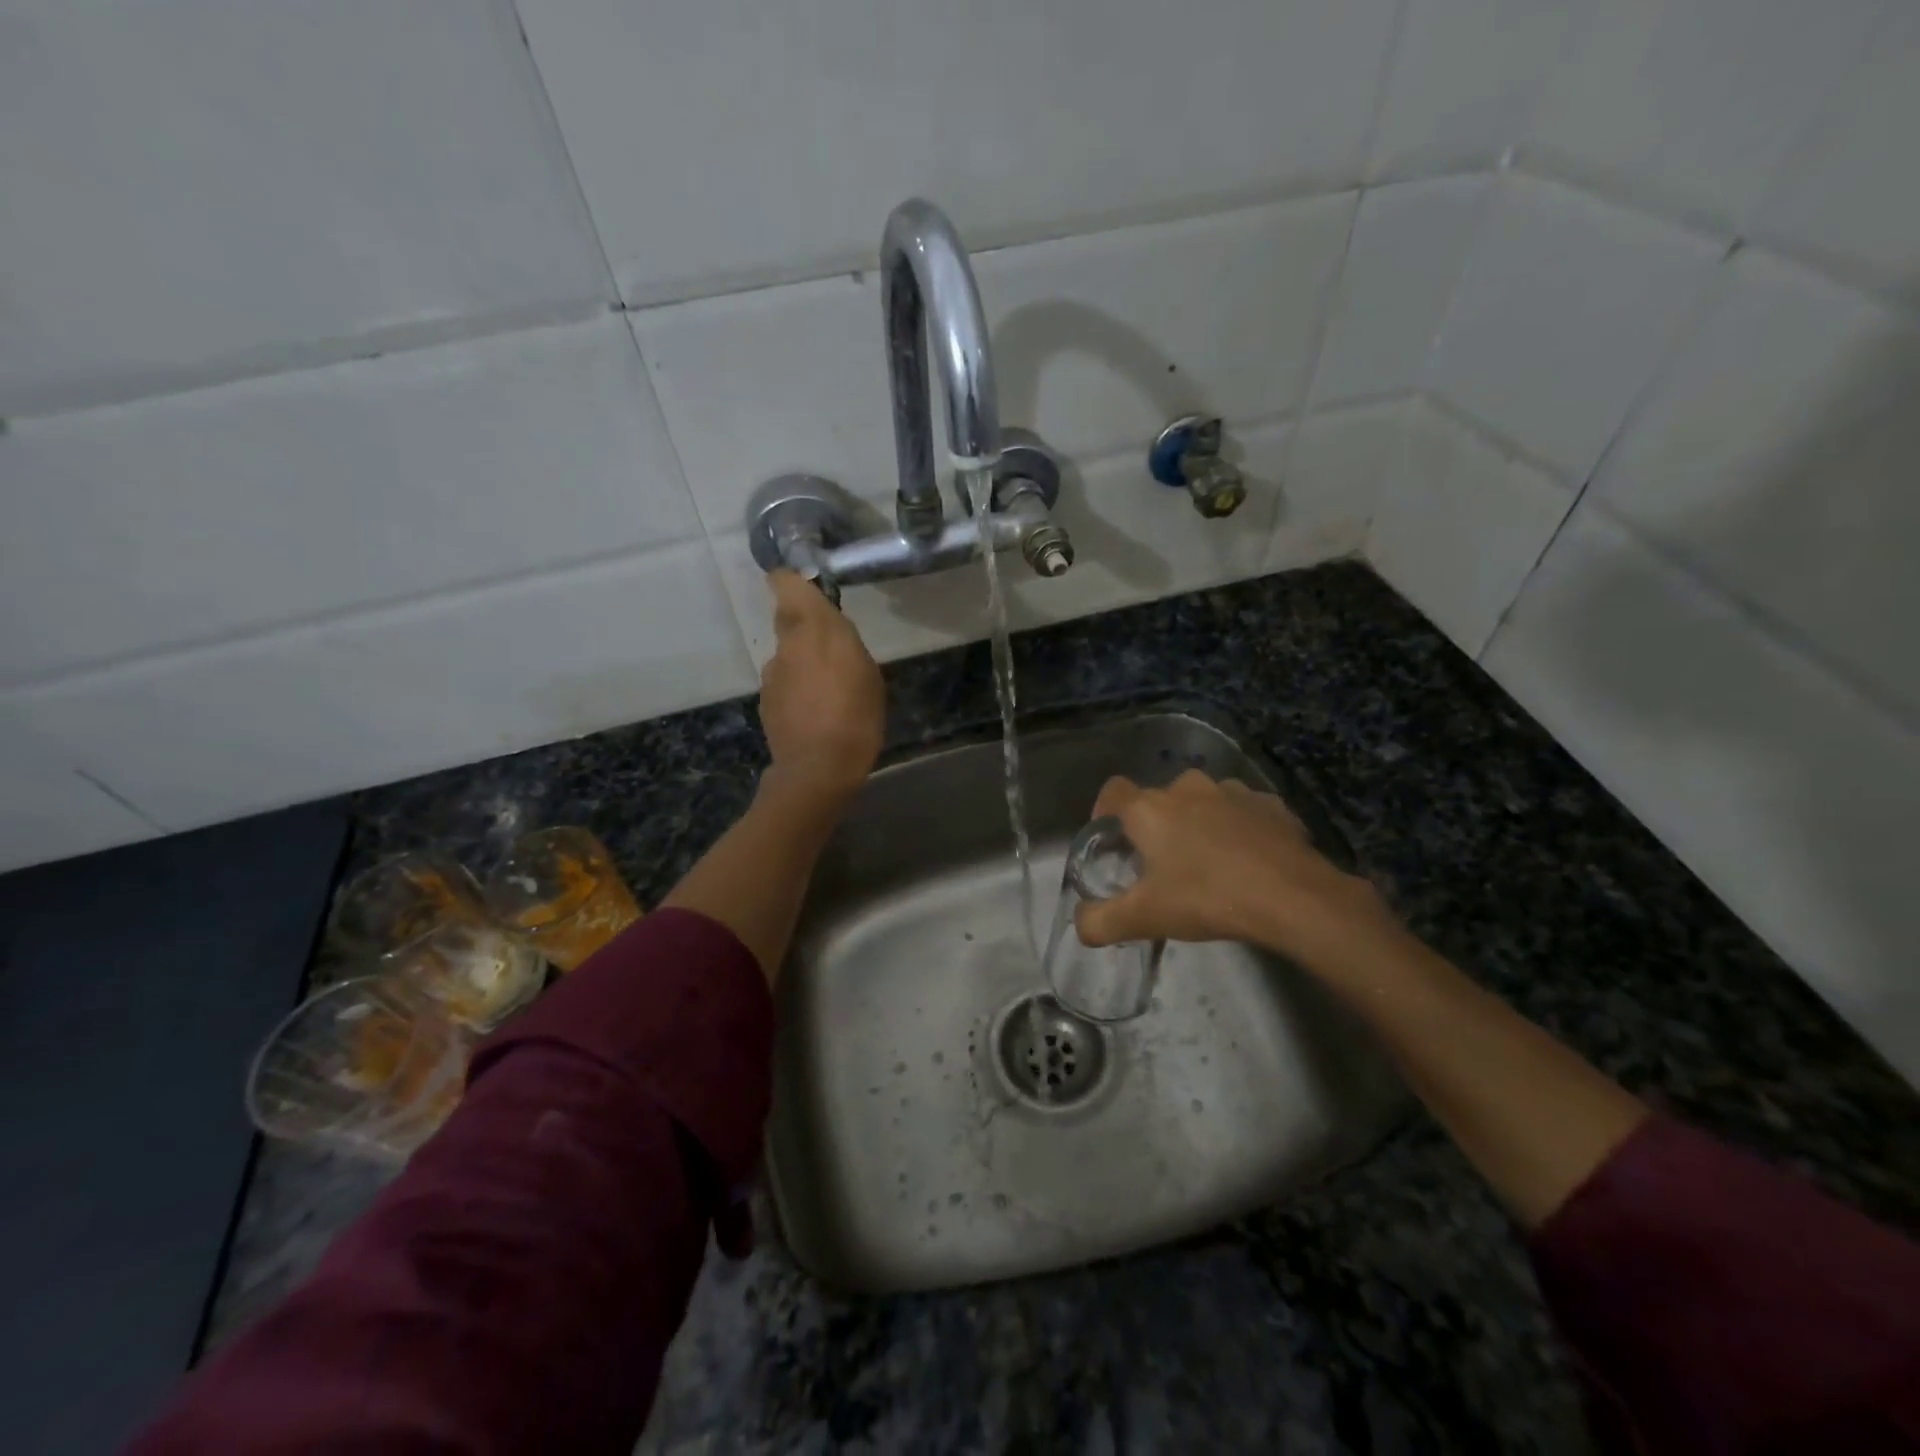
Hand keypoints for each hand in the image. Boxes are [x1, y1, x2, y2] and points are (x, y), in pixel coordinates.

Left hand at [759, 570, 884, 798]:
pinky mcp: (766, 702)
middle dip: (807, 627)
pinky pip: (785, 684)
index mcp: (813, 629)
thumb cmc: (854, 716)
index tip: (809, 585)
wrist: (817, 769)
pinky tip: (817, 713)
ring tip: (831, 690)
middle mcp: (785, 646)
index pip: (787, 583)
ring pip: (788, 655)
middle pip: (789, 620)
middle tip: (835, 648)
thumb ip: (845, 643)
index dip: (793, 579)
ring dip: (805, 663)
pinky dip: (799, 690)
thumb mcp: (867, 673)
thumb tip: (831, 634)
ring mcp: (771, 675)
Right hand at [1075, 770, 1401, 970]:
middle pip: (1159, 799)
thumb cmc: (1208, 898)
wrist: (1294, 897)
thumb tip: (1079, 923)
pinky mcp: (1271, 804)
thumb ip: (1101, 921)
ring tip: (1208, 863)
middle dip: (1156, 825)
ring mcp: (1233, 791)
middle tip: (1162, 864)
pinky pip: (1243, 812)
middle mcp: (1188, 787)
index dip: (1104, 811)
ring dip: (1199, 824)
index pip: (1113, 791)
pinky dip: (1239, 829)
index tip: (1111, 840)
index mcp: (1150, 808)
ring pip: (1203, 802)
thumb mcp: (1145, 919)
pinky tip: (1248, 862)